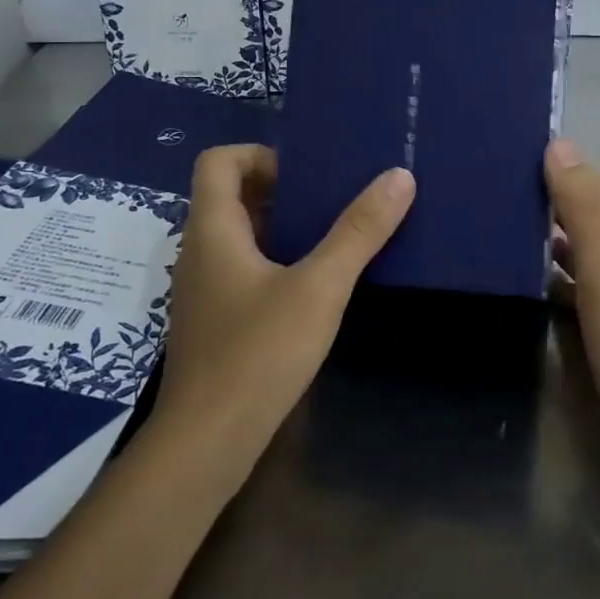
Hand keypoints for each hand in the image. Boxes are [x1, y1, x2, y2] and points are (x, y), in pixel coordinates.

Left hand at [155, 145, 413, 469]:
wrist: (206, 444)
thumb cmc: (257, 353)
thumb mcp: (320, 287)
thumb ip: (359, 231)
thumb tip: (399, 176)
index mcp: (213, 230)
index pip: (218, 162)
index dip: (259, 154)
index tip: (307, 174)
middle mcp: (200, 251)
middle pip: (230, 195)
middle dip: (281, 189)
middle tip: (332, 199)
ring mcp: (204, 289)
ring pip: (238, 235)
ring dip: (280, 226)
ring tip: (331, 235)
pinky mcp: (214, 321)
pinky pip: (242, 269)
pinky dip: (275, 260)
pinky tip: (314, 286)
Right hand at [545, 138, 599, 463]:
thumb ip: (584, 209)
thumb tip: (561, 144)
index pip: (599, 177)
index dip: (561, 168)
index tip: (514, 167)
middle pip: (599, 205)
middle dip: (558, 197)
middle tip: (506, 199)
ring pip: (596, 240)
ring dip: (561, 233)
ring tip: (514, 233)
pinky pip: (595, 275)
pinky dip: (569, 268)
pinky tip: (544, 281)